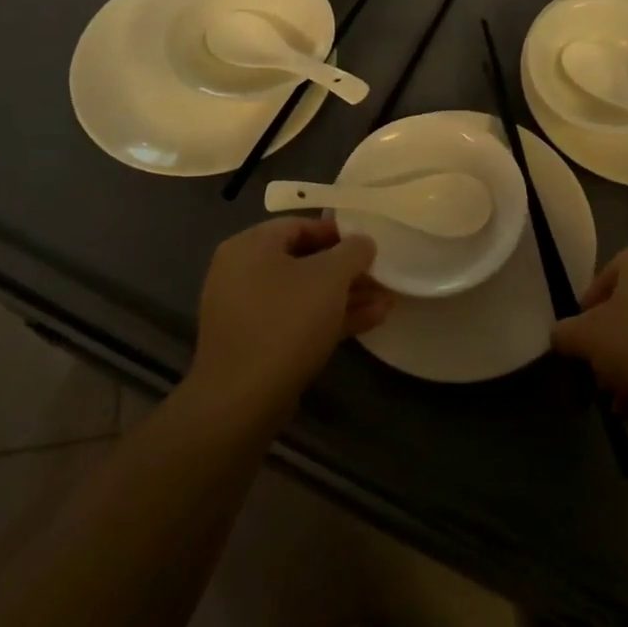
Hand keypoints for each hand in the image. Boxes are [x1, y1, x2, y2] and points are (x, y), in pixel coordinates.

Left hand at [190, 218, 390, 418]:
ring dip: (345, 296)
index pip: (300, 225)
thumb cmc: (286, 321)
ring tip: (386, 301)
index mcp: (250, 246)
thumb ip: (353, 251)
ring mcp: (246, 311)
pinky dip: (328, 318)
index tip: (368, 244)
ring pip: (304, 294)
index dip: (339, 233)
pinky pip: (296, 319)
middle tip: (380, 276)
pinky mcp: (255, 344)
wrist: (242, 401)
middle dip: (347, 271)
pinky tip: (370, 321)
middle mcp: (241, 272)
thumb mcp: (330, 277)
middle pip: (304, 261)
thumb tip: (363, 242)